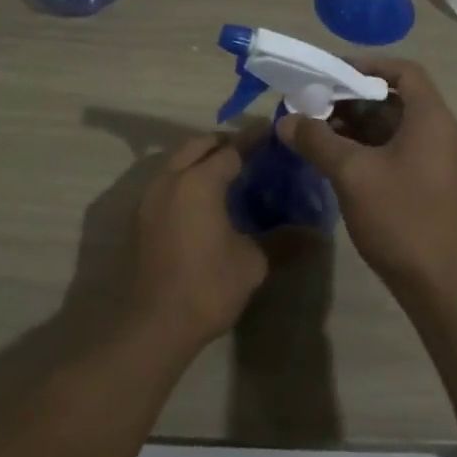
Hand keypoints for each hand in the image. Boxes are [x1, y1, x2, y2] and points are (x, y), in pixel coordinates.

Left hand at [128, 134, 270, 353]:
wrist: (153, 325)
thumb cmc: (206, 287)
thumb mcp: (252, 263)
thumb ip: (282, 241)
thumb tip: (316, 236)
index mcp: (199, 182)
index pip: (232, 149)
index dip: (254, 139)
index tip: (273, 131)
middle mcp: (170, 179)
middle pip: (198, 145)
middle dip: (224, 142)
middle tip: (250, 152)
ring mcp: (150, 197)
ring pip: (177, 161)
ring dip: (201, 158)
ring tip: (228, 174)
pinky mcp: (140, 217)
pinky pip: (166, 182)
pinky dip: (186, 178)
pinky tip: (203, 200)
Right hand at [277, 58, 456, 297]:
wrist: (443, 286)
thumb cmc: (402, 218)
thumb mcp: (352, 174)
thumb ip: (317, 141)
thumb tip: (286, 120)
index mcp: (430, 118)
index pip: (403, 71)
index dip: (367, 65)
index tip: (331, 73)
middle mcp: (439, 132)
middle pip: (394, 98)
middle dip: (351, 98)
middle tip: (313, 105)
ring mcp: (437, 161)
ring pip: (392, 128)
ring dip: (355, 125)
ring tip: (316, 132)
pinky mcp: (429, 185)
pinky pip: (396, 151)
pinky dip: (366, 148)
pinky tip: (336, 161)